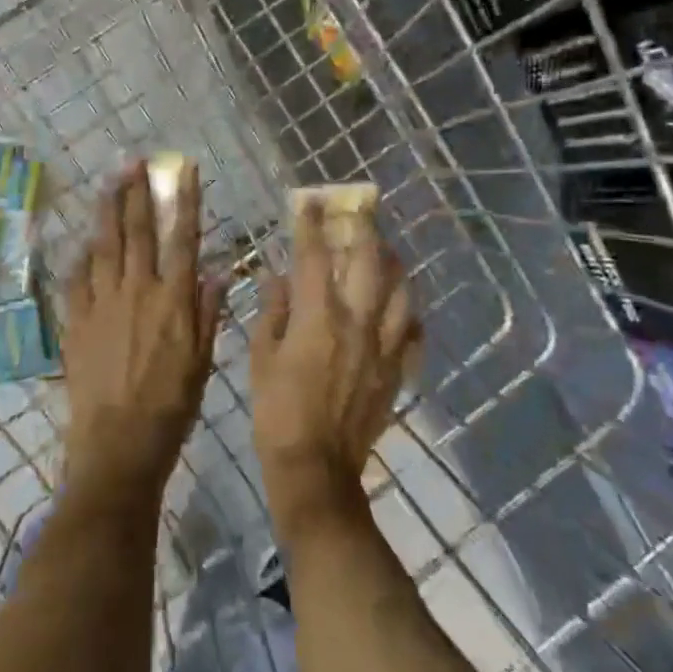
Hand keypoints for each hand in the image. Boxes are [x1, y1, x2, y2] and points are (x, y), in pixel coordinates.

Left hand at [60, 161, 226, 504]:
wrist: (119, 443)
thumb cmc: (171, 405)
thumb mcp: (203, 361)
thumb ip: (209, 312)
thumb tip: (218, 270)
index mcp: (173, 300)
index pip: (181, 238)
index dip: (184, 201)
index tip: (184, 170)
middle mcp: (137, 292)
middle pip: (136, 232)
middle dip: (137, 193)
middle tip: (134, 162)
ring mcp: (102, 304)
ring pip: (104, 246)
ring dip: (107, 211)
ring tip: (108, 183)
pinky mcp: (76, 321)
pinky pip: (77, 279)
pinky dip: (81, 256)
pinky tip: (83, 241)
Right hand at [250, 201, 419, 539]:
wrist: (316, 470)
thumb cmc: (277, 412)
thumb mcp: (260, 358)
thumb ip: (272, 312)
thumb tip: (277, 277)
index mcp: (318, 317)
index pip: (313, 257)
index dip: (309, 225)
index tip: (307, 201)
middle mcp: (357, 323)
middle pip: (368, 263)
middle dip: (363, 230)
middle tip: (360, 210)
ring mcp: (383, 347)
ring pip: (401, 292)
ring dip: (394, 265)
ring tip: (386, 252)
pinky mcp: (396, 371)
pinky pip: (412, 333)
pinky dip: (409, 314)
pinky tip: (402, 308)